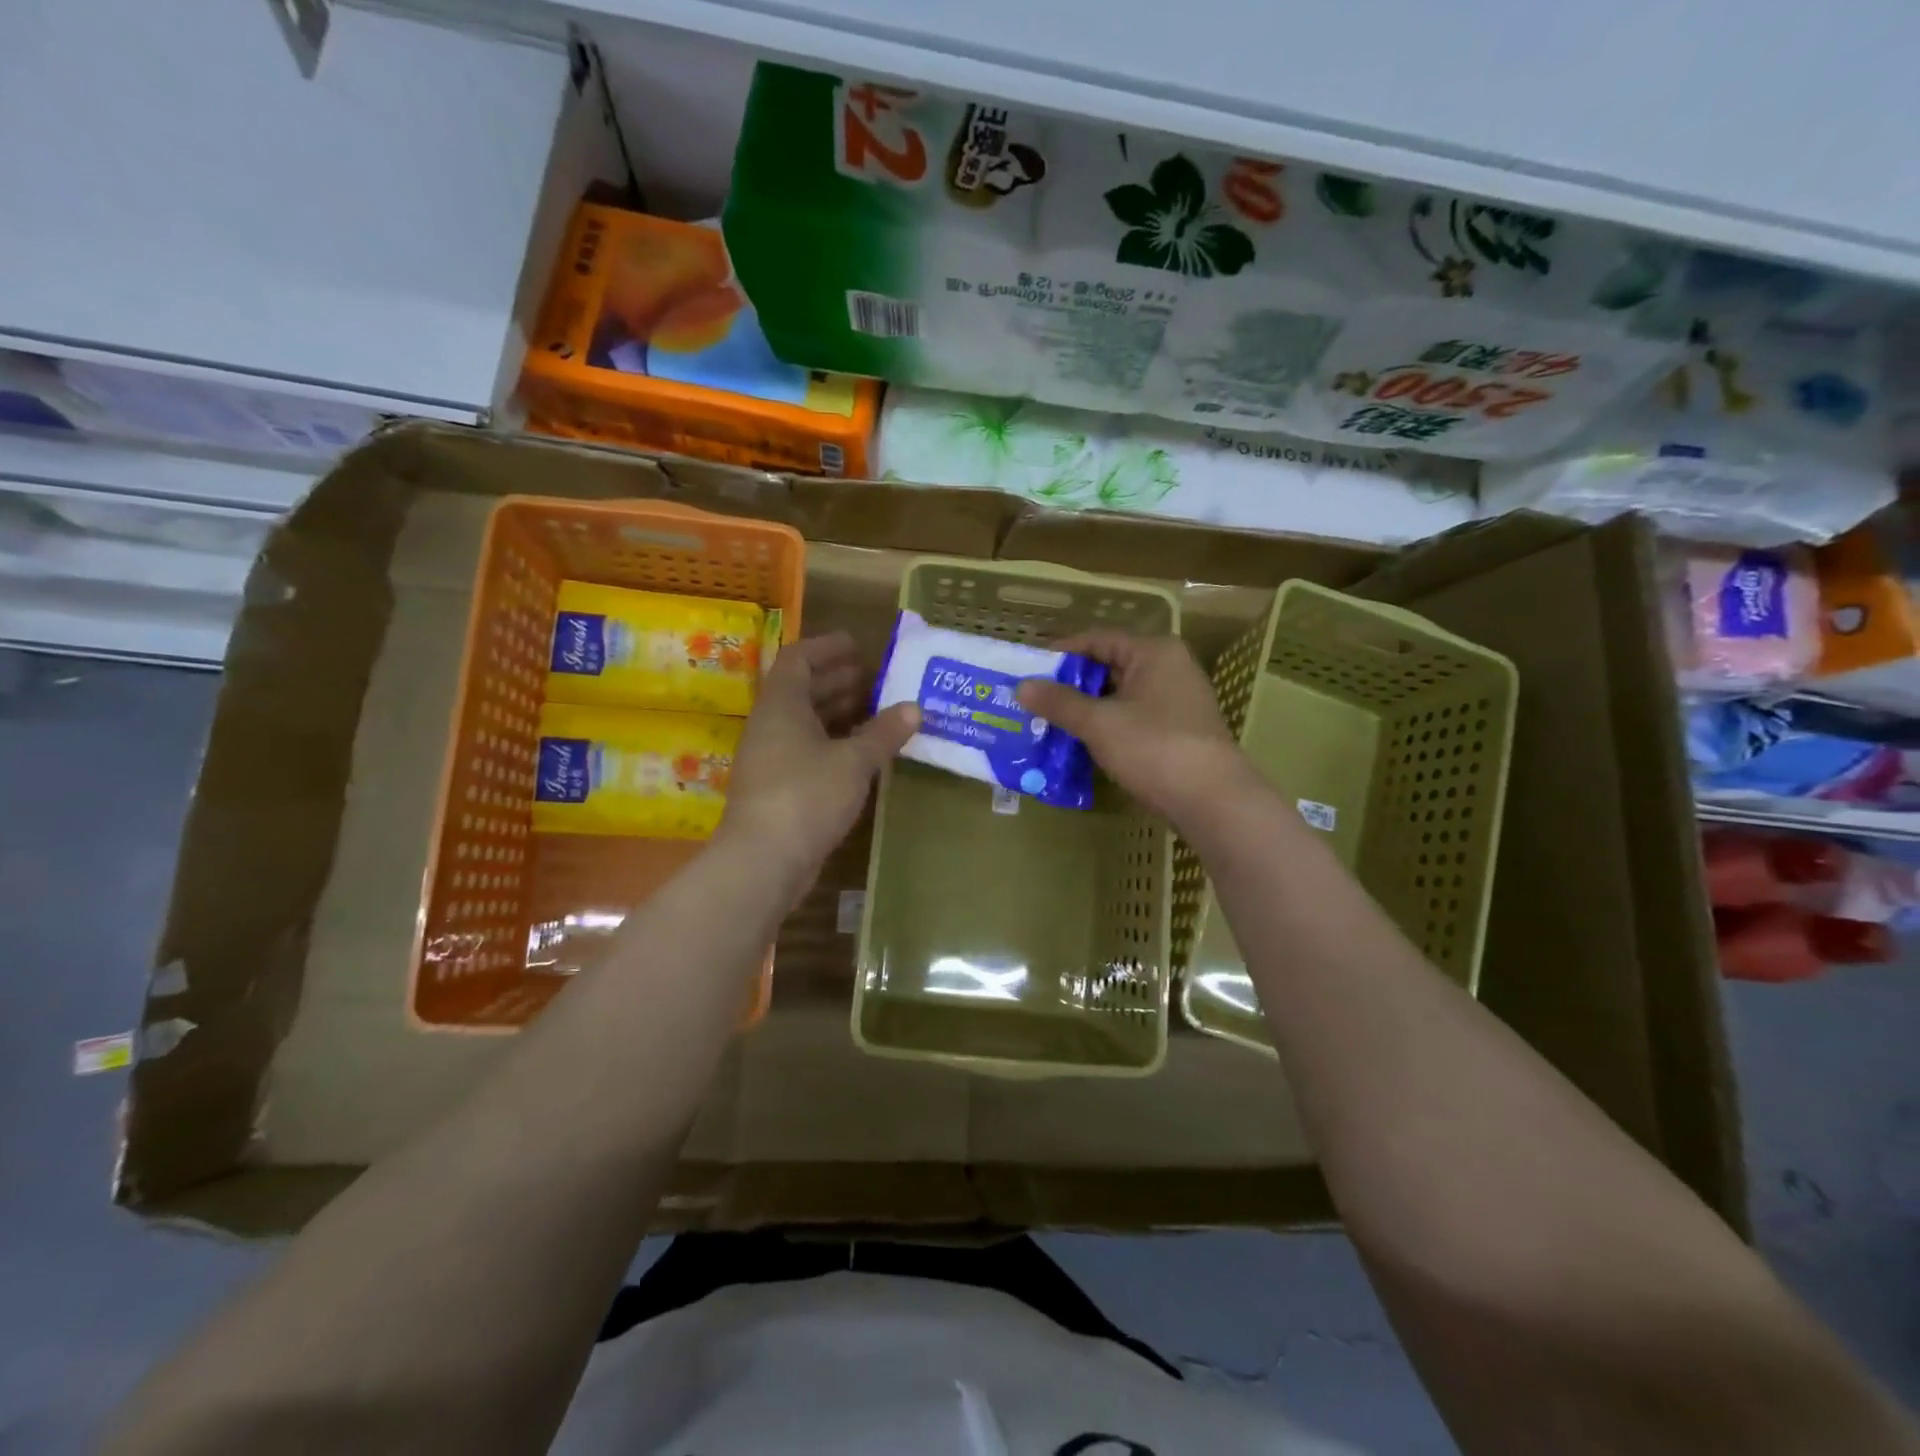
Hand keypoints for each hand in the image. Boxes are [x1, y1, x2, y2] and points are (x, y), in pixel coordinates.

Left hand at [718, 632, 917, 885]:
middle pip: (802, 691)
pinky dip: (835, 745)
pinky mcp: (778, 789)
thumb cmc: (807, 795)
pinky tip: (863, 754)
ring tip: (878, 712)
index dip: (827, 647)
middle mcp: (771, 726)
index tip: (858, 645)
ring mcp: (771, 759)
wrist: (763, 861)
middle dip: (839, 681)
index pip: (798, 658)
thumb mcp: (854, 761)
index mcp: (782, 705)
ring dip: (839, 714)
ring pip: (806, 724)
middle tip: (877, 679)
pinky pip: (808, 752)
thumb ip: (884, 733)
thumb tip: (914, 708)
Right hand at [1016, 631, 1250, 829]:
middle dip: (1072, 685)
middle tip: (1035, 699)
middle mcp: (1170, 668)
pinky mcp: (1180, 732)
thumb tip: (1022, 687)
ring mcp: (1179, 702)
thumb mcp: (1099, 723)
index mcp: (1154, 652)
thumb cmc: (1154, 747)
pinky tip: (1083, 744)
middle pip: (1110, 667)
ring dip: (1088, 709)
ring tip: (1051, 723)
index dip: (1061, 652)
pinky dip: (1108, 727)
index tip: (1028, 669)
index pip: (1098, 640)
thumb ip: (1060, 702)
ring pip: (1122, 696)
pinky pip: (1134, 719)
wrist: (1213, 800)